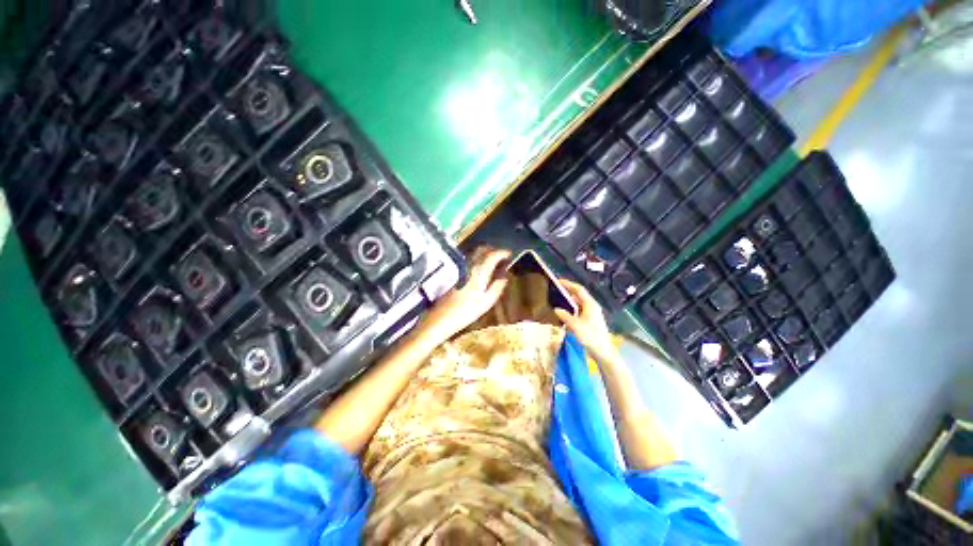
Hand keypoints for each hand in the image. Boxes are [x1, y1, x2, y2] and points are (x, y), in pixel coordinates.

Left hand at [417, 247, 510, 344]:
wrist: (441, 317)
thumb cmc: (466, 312)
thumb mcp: (487, 303)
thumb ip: (497, 287)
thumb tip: (505, 277)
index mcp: (479, 272)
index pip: (492, 255)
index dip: (502, 252)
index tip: (510, 254)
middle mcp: (469, 266)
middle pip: (481, 249)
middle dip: (493, 249)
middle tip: (502, 256)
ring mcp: (461, 268)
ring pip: (474, 253)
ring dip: (485, 253)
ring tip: (493, 261)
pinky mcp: (455, 273)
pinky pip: (469, 259)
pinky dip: (478, 258)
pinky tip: (481, 268)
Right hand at [555, 279, 619, 364]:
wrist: (603, 351)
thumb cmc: (591, 336)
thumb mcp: (575, 326)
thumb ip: (565, 316)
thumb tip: (556, 309)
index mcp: (590, 304)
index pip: (579, 289)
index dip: (568, 284)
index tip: (558, 281)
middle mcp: (592, 306)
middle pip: (579, 295)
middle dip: (568, 291)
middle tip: (556, 289)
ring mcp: (592, 314)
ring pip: (579, 303)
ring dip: (569, 300)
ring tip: (558, 300)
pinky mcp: (590, 320)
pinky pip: (579, 310)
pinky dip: (572, 309)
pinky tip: (565, 313)